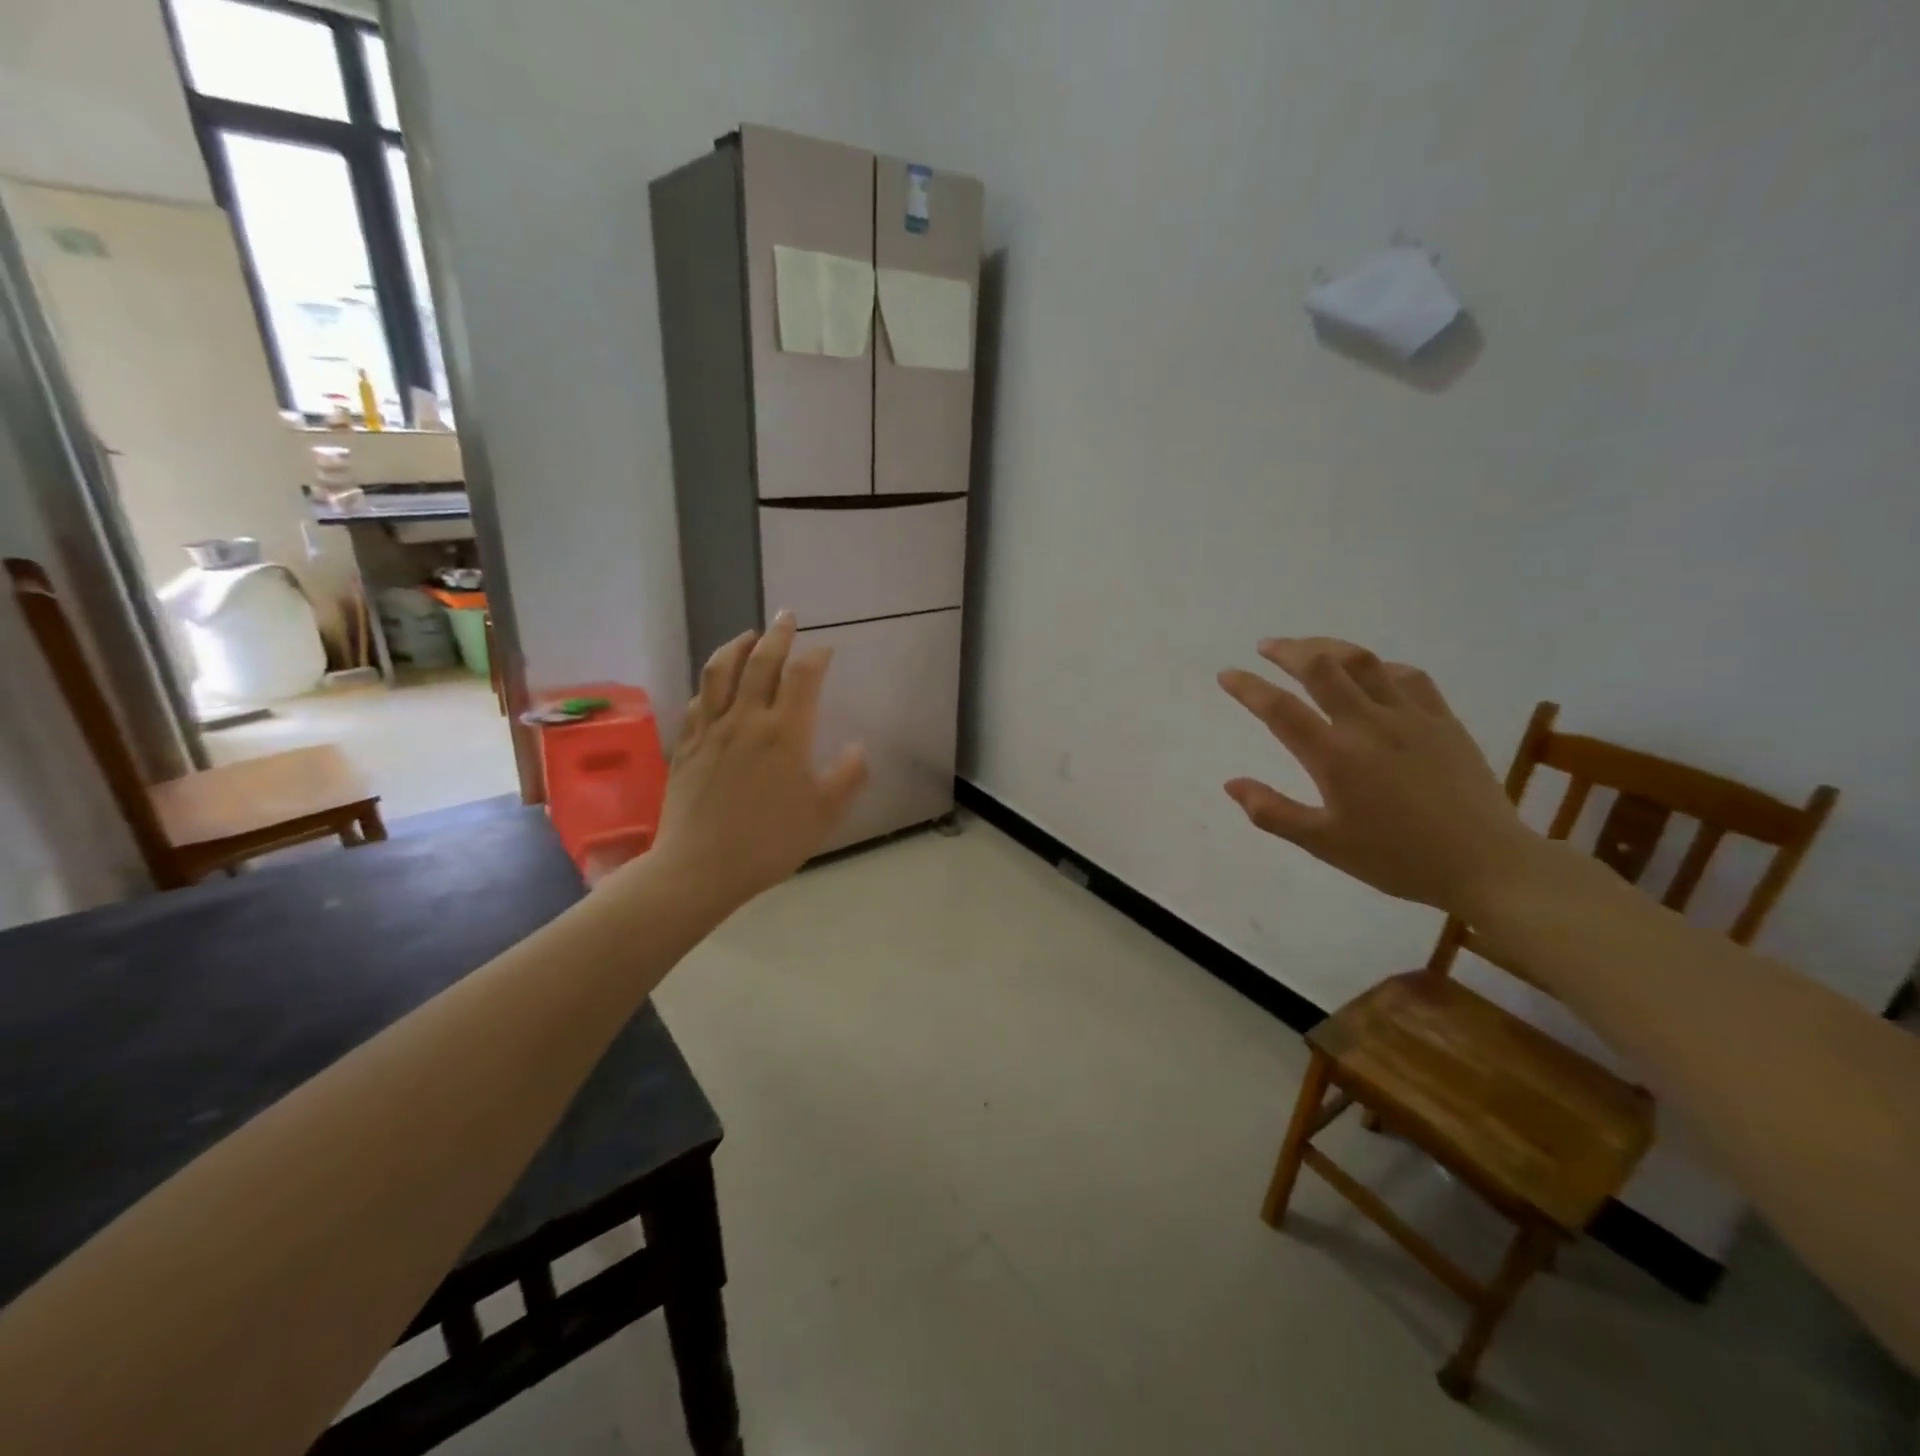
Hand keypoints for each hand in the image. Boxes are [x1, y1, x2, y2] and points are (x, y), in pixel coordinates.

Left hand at [644, 611, 866, 911]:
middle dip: (777, 634)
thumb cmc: (769, 843)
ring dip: (736, 646)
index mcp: (786, 733)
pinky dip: (710, 682)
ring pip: (720, 672)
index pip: (803, 677)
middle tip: (785, 616)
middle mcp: (747, 719)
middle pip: (761, 662)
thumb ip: (847, 777)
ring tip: (747, 636)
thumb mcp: (823, 814)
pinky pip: (697, 700)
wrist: (699, 868)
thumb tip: (861, 748)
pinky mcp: (686, 744)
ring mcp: (711, 729)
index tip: (825, 649)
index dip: (816, 657)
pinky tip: (715, 684)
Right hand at [1218, 637, 1538, 913]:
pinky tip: (1371, 672)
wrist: (1487, 864)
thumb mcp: (1324, 844)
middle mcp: (1368, 725)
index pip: (1279, 709)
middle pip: (1321, 667)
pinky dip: (1378, 665)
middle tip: (1266, 647)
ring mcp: (1410, 717)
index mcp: (1334, 757)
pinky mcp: (1443, 719)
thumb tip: (1231, 783)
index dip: (1247, 687)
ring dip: (1328, 647)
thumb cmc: (1397, 858)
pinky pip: (1407, 676)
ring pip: (1363, 661)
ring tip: (1309, 647)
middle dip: (1287, 650)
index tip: (1226, 674)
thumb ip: (1273, 812)